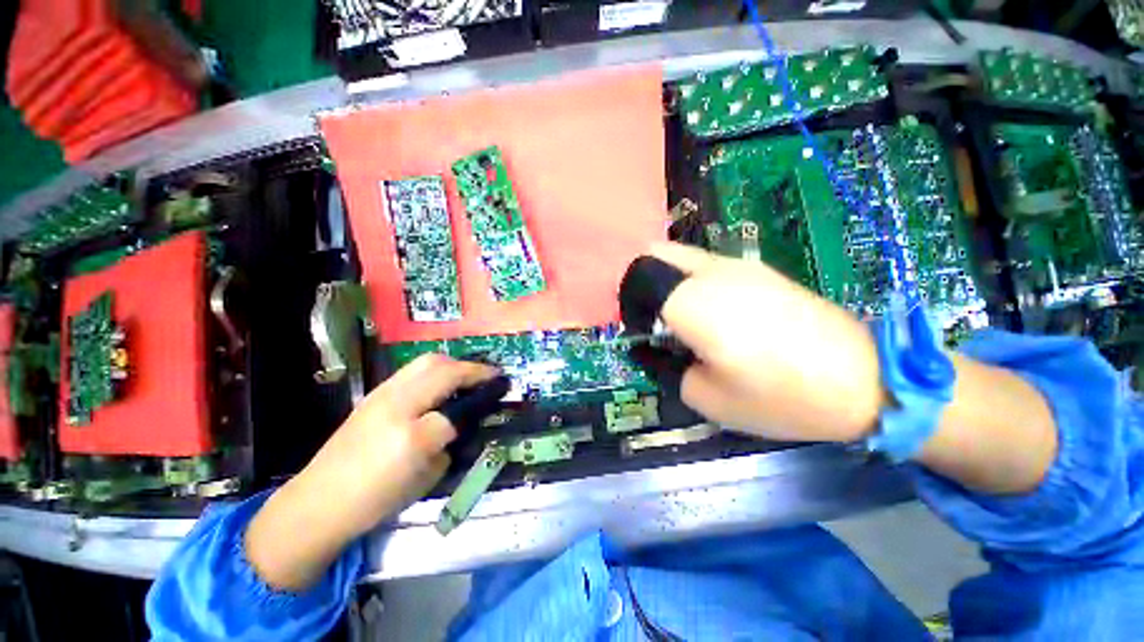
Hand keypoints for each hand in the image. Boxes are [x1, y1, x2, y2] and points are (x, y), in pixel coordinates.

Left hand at [245, 354, 499, 589]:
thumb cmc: (376, 500)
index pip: (458, 407)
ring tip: (467, 377)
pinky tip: (440, 385)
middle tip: (487, 377)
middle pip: (441, 368)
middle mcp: (397, 405)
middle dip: (470, 368)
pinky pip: (413, 370)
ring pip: (426, 362)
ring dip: (453, 365)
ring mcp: (381, 394)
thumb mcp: (427, 478)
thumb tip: (465, 419)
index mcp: (412, 436)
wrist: (318, 503)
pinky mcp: (374, 393)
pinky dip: (435, 370)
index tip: (503, 386)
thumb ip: (450, 443)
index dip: (484, 395)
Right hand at [649, 242, 884, 442]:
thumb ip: (665, 367)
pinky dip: (692, 280)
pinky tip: (715, 313)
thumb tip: (652, 348)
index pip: (637, 282)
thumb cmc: (780, 397)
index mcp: (692, 303)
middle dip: (642, 283)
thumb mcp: (706, 398)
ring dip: (668, 281)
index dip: (630, 307)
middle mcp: (710, 272)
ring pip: (680, 255)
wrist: (864, 380)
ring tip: (683, 319)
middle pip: (653, 253)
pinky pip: (706, 264)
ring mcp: (738, 264)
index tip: (642, 333)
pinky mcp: (758, 269)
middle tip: (654, 319)